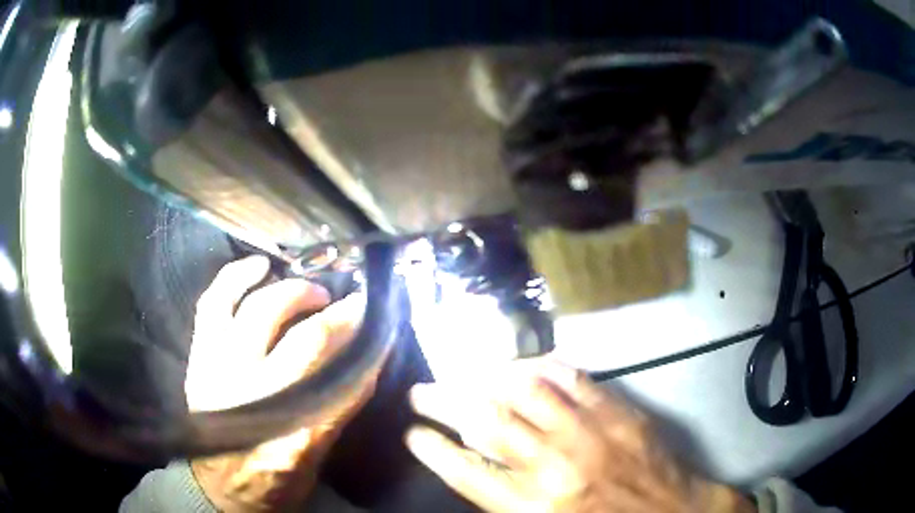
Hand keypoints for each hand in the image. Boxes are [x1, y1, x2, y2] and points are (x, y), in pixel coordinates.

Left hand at [185, 256, 377, 512]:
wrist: (218, 488)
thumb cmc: (272, 480)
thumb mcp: (316, 460)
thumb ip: (338, 411)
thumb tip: (365, 361)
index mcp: (294, 435)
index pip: (343, 380)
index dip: (367, 346)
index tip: (381, 321)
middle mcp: (254, 398)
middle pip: (304, 342)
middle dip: (338, 317)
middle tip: (351, 306)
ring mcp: (219, 372)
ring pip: (259, 312)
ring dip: (293, 292)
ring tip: (312, 291)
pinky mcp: (198, 358)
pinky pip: (213, 303)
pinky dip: (236, 277)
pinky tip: (259, 266)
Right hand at [406, 359, 755, 512]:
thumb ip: (510, 500)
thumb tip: (478, 464)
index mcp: (534, 506)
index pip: (467, 472)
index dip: (433, 450)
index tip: (413, 434)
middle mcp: (554, 465)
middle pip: (487, 422)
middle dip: (444, 402)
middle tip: (421, 393)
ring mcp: (588, 433)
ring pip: (525, 391)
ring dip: (486, 379)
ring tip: (465, 375)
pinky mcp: (617, 412)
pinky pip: (571, 378)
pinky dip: (540, 367)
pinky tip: (523, 365)